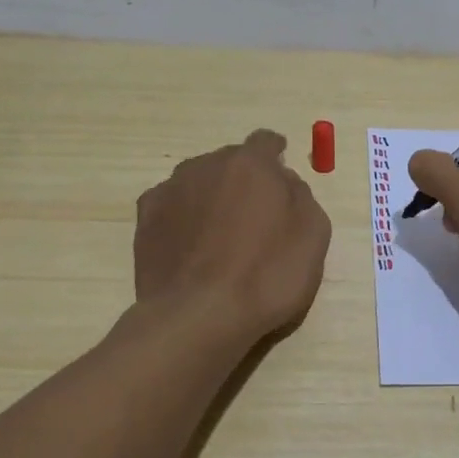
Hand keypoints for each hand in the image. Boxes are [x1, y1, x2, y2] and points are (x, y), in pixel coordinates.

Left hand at [134, 129, 331, 341]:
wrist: (199, 316)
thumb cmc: (267, 274)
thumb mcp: (313, 234)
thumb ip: (301, 196)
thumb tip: (284, 181)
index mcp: (251, 164)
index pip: (266, 141)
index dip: (276, 153)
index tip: (281, 168)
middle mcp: (206, 165)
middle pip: (230, 161)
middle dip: (244, 179)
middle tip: (255, 214)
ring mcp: (170, 190)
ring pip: (199, 181)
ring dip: (212, 196)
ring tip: (221, 234)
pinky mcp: (145, 219)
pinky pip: (173, 206)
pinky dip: (184, 217)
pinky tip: (192, 246)